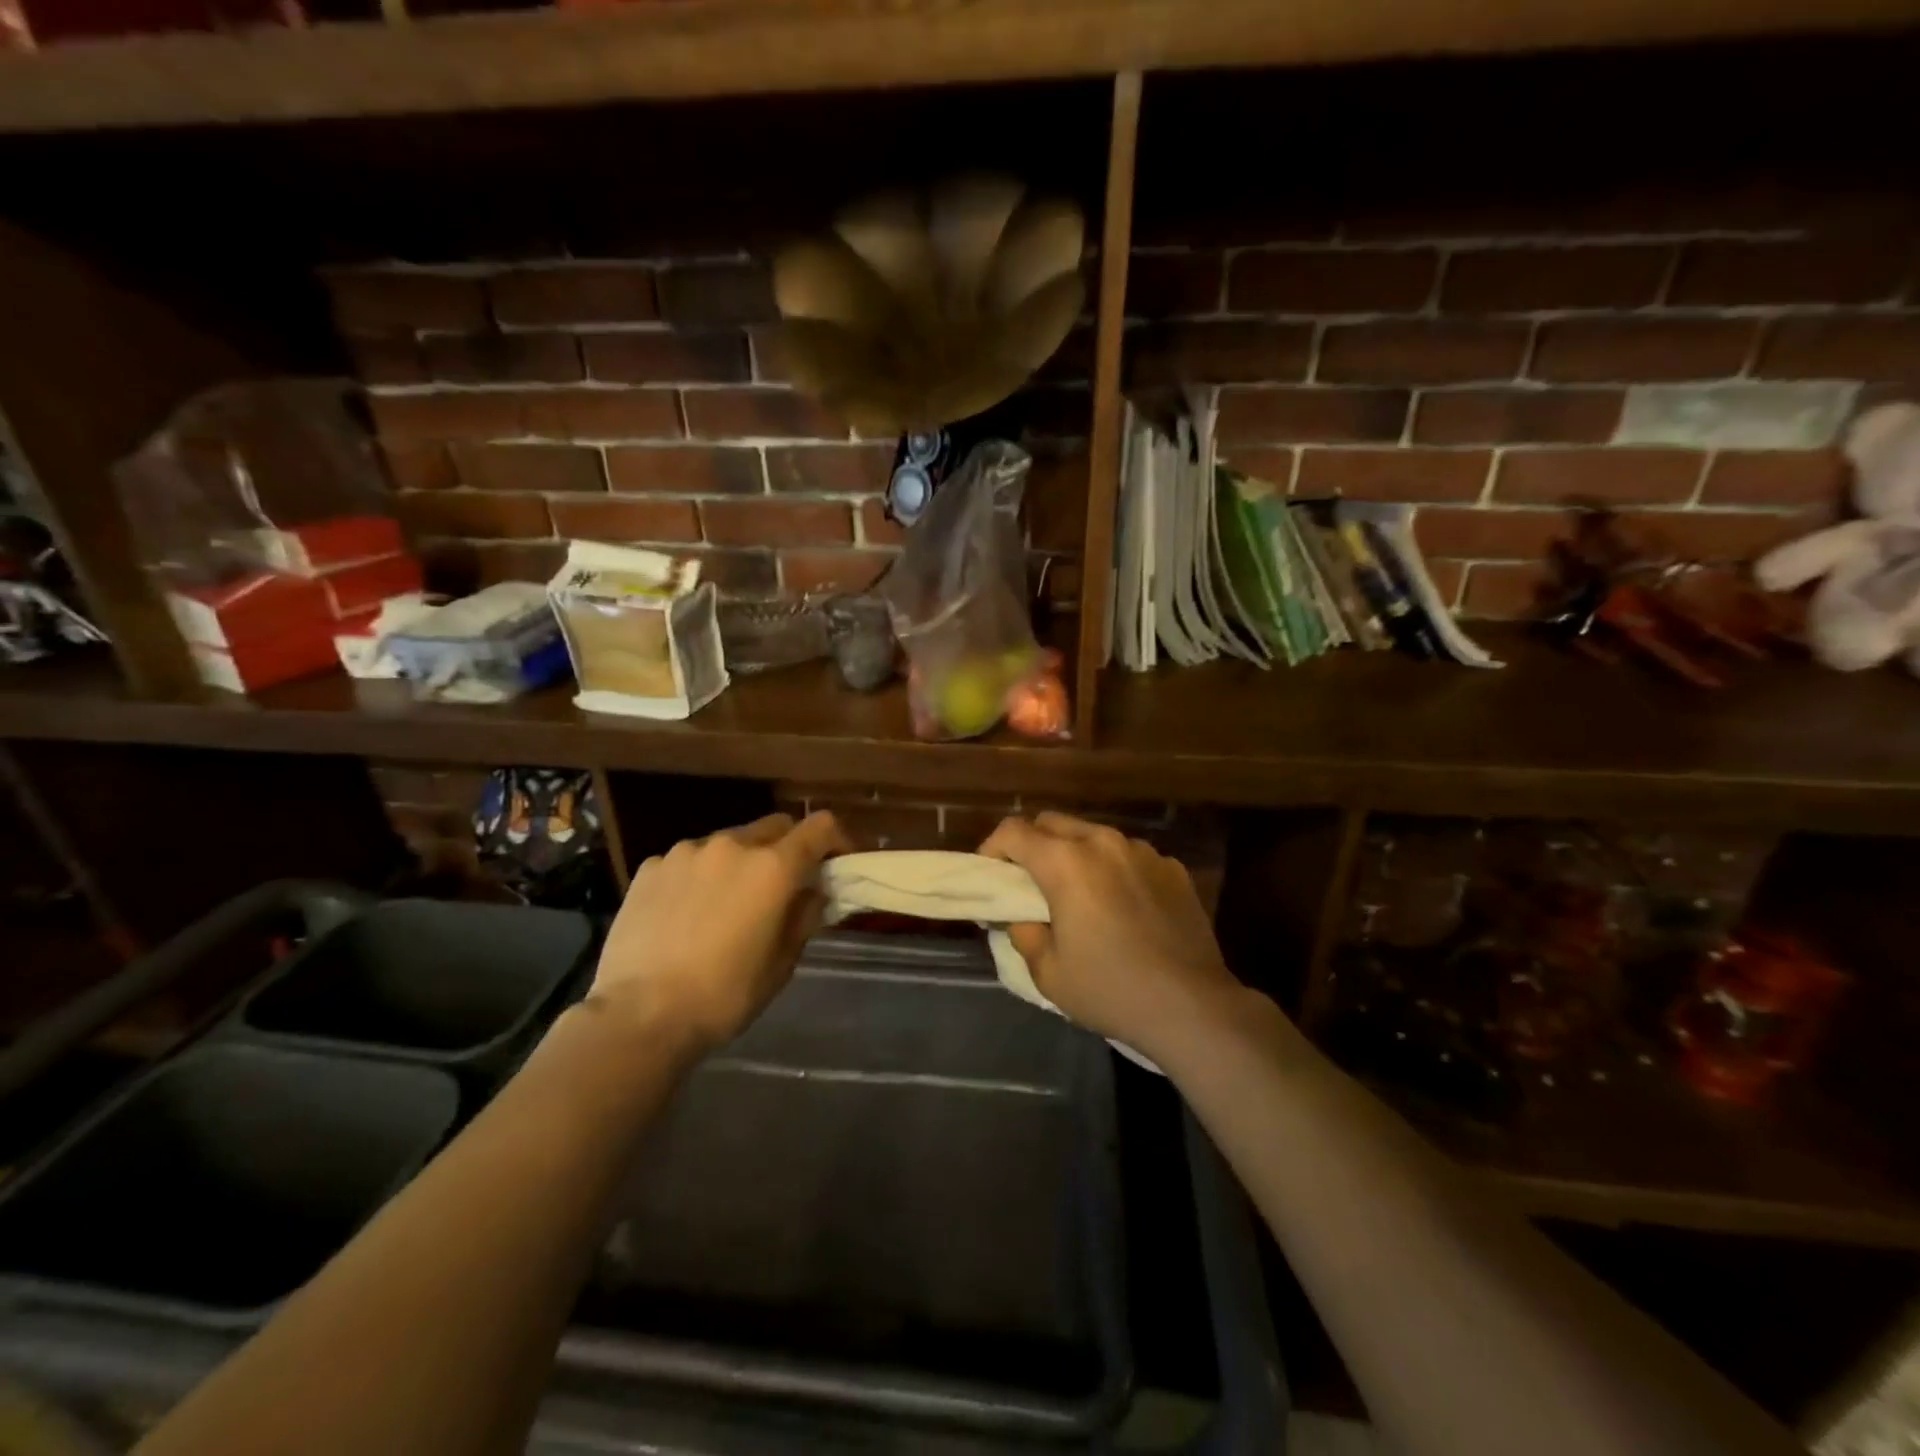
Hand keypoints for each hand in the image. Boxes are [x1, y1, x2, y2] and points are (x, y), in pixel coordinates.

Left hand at [588, 812, 849, 1052]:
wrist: (640, 1015)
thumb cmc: (724, 994)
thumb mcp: (781, 963)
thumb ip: (803, 917)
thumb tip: (812, 893)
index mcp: (773, 867)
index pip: (820, 826)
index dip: (836, 839)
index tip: (836, 862)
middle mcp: (732, 845)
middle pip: (774, 826)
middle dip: (787, 849)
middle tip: (782, 886)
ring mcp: (686, 852)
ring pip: (728, 843)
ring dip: (739, 863)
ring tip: (726, 903)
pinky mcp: (651, 867)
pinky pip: (688, 860)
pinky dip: (699, 876)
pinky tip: (685, 913)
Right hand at [979, 812, 1248, 1061]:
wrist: (1192, 1005)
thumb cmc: (1110, 989)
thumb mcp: (1048, 971)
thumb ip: (1023, 932)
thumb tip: (1019, 915)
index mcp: (1066, 862)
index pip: (1014, 831)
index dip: (993, 848)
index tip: (990, 876)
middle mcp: (1103, 842)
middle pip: (1052, 822)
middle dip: (1032, 845)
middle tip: (1029, 884)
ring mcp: (1142, 851)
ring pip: (1093, 835)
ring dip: (1074, 855)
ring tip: (1079, 896)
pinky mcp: (1172, 867)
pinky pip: (1128, 856)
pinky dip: (1113, 870)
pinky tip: (1122, 908)